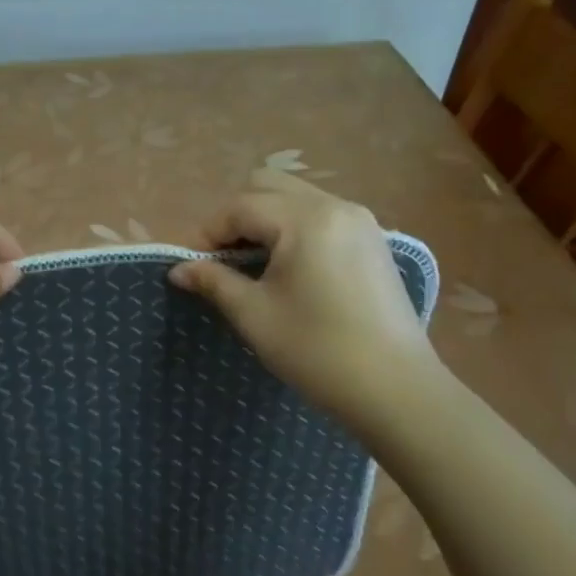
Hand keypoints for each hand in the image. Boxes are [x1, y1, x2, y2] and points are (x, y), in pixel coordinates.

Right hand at [169, 170, 444, 426]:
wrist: (397, 390)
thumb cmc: (316, 350)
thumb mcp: (254, 314)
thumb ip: (213, 281)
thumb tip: (178, 269)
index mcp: (305, 220)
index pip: (240, 207)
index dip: (208, 232)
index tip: (193, 266)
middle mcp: (335, 206)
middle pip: (268, 186)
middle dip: (236, 216)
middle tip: (224, 259)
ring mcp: (359, 221)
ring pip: (295, 197)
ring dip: (265, 219)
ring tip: (253, 264)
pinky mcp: (373, 240)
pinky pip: (320, 214)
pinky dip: (293, 228)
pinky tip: (288, 268)